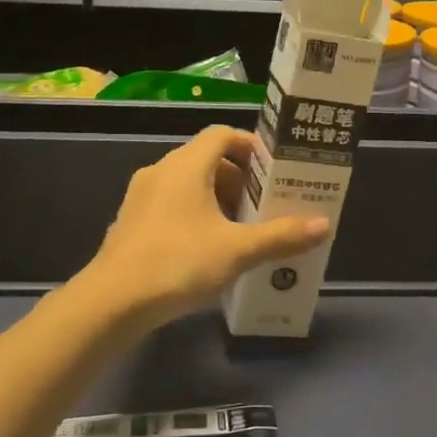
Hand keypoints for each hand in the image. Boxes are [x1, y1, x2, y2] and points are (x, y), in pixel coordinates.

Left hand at [83, 126, 329, 329]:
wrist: (112, 301)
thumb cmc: (178, 262)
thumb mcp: (237, 250)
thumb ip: (281, 236)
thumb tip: (324, 224)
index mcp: (185, 165)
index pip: (222, 135)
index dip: (250, 146)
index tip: (274, 169)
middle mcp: (160, 171)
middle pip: (206, 160)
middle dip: (239, 180)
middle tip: (265, 206)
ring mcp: (141, 197)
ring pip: (188, 186)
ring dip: (217, 200)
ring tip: (242, 230)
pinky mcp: (131, 223)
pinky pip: (171, 206)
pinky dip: (194, 216)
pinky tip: (209, 250)